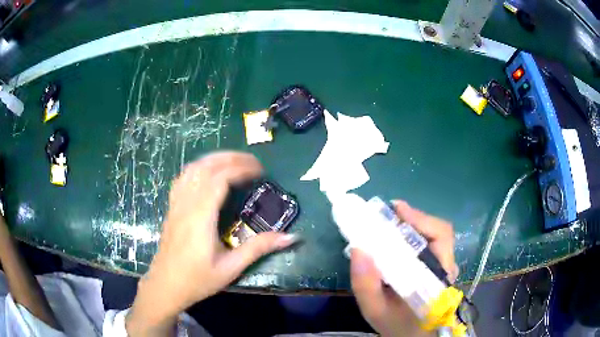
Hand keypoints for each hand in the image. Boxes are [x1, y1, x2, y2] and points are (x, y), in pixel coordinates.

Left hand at [126, 152, 296, 335]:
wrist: (166, 286)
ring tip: (234, 162)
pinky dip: (199, 168)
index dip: (242, 169)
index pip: (220, 179)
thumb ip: (258, 249)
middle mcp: (186, 204)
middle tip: (253, 162)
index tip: (261, 171)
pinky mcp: (172, 208)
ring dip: (214, 159)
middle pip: (206, 167)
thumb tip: (290, 237)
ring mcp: (176, 204)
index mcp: (201, 217)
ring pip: (192, 168)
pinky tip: (208, 174)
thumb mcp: (231, 268)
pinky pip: (183, 178)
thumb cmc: (197, 280)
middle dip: (231, 158)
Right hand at [351, 200, 457, 336]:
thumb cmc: (396, 326)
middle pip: (438, 231)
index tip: (396, 209)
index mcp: (439, 277)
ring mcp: (443, 267)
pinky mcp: (437, 268)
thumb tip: (359, 248)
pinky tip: (394, 239)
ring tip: (388, 224)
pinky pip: (428, 244)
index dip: (420, 219)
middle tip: (387, 215)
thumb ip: (366, 285)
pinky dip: (411, 236)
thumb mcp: (375, 310)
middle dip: (413, 218)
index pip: (441, 237)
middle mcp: (446, 267)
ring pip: (433, 236)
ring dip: (411, 225)